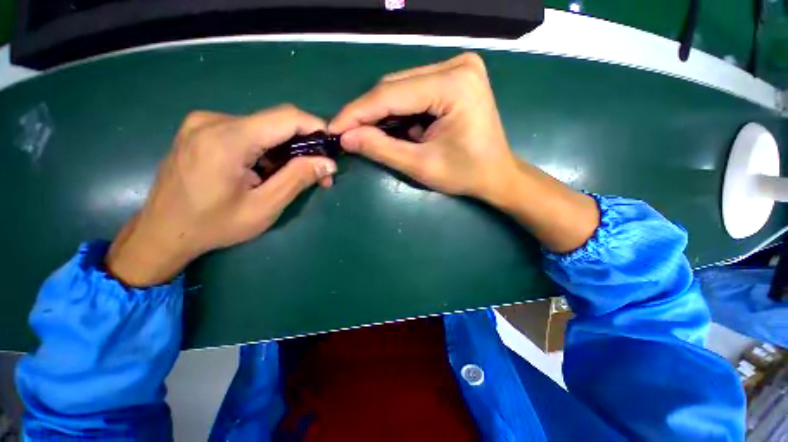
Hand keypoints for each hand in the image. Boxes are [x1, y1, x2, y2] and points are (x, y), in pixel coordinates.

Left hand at [106, 105, 336, 286]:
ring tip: (294, 176)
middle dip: (303, 145)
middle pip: (275, 122)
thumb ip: (297, 179)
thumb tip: (328, 163)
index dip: (315, 127)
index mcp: (227, 139)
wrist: (161, 232)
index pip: (286, 117)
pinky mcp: (200, 130)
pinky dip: (266, 148)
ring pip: (262, 127)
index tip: (332, 146)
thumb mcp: (264, 207)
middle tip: (318, 172)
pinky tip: (267, 170)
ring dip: (285, 149)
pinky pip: (245, 131)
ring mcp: (202, 123)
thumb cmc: (213, 226)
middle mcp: (212, 121)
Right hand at [330, 53, 598, 252]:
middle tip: (347, 134)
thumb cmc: (465, 174)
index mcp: (454, 85)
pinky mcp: (455, 77)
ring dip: (382, 113)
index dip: (357, 113)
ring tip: (367, 135)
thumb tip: (346, 138)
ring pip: (402, 87)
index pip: (392, 94)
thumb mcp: (421, 166)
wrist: (496, 174)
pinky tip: (394, 128)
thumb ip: (382, 149)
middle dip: (368, 113)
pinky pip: (414, 91)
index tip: (333, 128)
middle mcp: (457, 65)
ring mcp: (458, 68)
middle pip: (395, 87)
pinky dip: (399, 111)